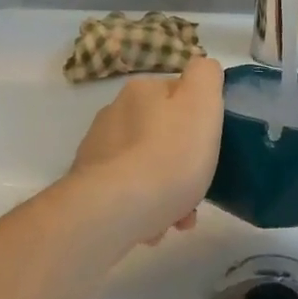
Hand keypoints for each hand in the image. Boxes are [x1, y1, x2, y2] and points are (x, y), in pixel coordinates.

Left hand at [70, 57, 224, 246]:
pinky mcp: (87, 186)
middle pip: (161, 134)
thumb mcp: (203, 103)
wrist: (116, 209)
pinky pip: (126, 192)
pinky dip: (143, 207)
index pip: (178, 95)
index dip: (199, 121)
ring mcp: (97, 150)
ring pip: (144, 166)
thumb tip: (202, 71)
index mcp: (141, 90)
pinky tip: (153, 228)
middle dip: (182, 161)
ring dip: (165, 190)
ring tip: (177, 220)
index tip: (209, 148)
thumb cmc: (169, 154)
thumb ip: (206, 75)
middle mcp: (114, 112)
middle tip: (197, 190)